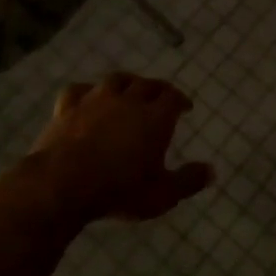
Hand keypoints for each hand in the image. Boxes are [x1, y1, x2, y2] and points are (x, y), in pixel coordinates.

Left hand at [29, 73, 213, 222]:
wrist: (63, 183)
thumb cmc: (119, 191)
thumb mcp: (162, 195)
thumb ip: (188, 181)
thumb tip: (212, 171)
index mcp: (155, 118)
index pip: (173, 98)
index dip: (181, 99)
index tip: (185, 107)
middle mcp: (128, 101)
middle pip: (147, 84)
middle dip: (157, 88)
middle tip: (161, 96)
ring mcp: (95, 100)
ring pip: (116, 80)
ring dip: (127, 82)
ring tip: (130, 89)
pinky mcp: (68, 107)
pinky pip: (79, 90)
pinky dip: (87, 91)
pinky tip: (88, 97)